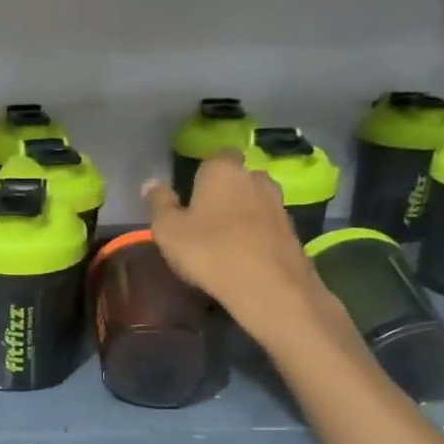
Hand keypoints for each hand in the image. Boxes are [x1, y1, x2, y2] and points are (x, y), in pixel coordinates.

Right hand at [142, 153, 342, 343]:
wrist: (267, 286)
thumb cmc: (208, 250)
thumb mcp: (168, 230)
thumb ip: (159, 203)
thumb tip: (151, 183)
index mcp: (222, 169)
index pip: (213, 157)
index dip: (201, 174)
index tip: (189, 194)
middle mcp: (254, 176)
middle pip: (236, 177)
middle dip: (223, 191)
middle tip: (204, 217)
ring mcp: (277, 202)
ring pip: (253, 199)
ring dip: (241, 212)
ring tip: (224, 237)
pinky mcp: (292, 228)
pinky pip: (267, 223)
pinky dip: (256, 232)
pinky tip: (244, 253)